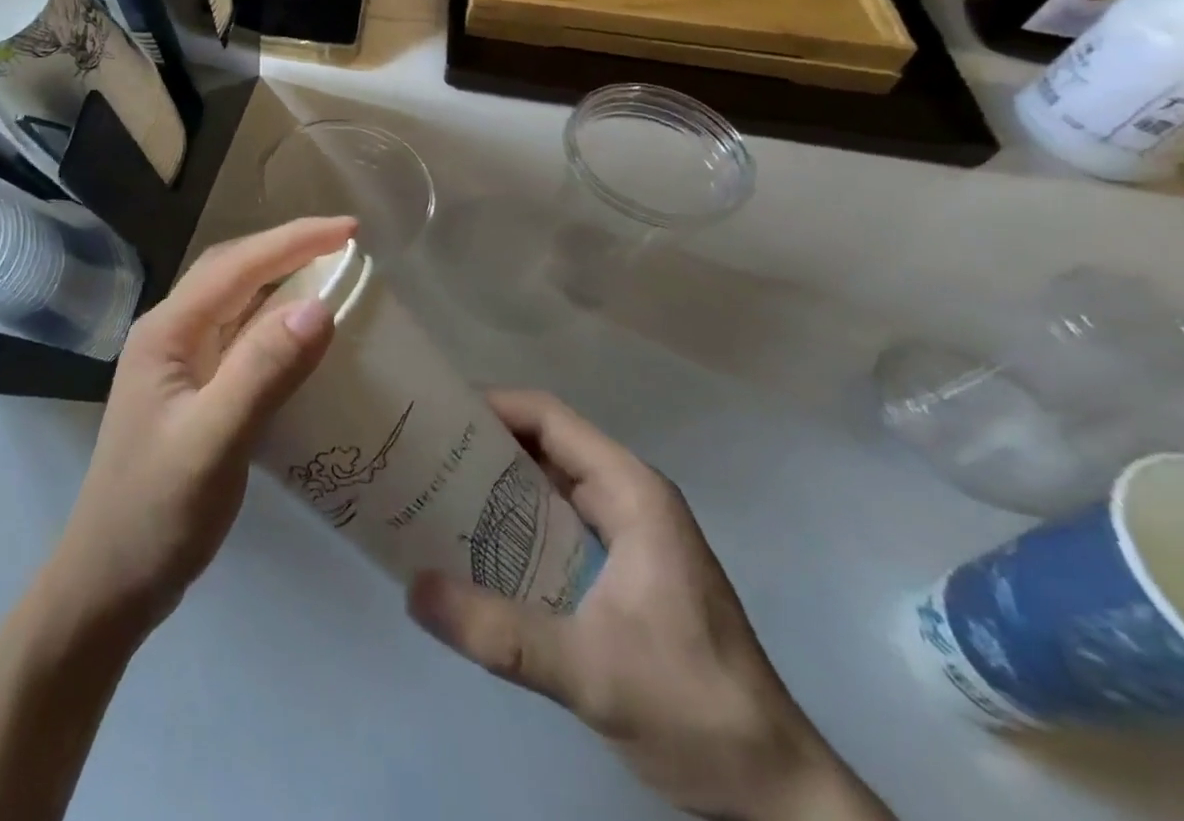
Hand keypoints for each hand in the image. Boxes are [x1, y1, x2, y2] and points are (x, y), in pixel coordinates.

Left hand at [47, 217, 353, 636]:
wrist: (109, 580)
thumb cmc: (156, 511)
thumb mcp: (214, 442)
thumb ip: (263, 371)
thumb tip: (319, 306)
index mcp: (167, 331)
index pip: (237, 266)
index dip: (293, 242)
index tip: (349, 230)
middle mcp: (168, 333)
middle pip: (233, 271)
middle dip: (287, 250)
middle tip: (345, 244)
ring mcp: (177, 362)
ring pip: (235, 301)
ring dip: (280, 280)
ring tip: (330, 272)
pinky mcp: (190, 389)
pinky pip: (237, 336)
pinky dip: (272, 321)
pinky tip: (298, 332)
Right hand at [407, 391, 890, 820]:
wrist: (774, 795)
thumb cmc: (695, 708)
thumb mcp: (592, 671)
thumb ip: (501, 633)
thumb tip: (413, 591)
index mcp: (631, 491)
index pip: (548, 417)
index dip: (490, 404)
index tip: (433, 413)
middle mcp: (626, 498)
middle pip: (541, 445)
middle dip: (479, 444)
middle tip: (418, 453)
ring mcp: (624, 536)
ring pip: (544, 485)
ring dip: (490, 485)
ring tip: (429, 492)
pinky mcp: (617, 572)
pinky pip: (551, 524)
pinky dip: (509, 524)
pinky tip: (469, 546)